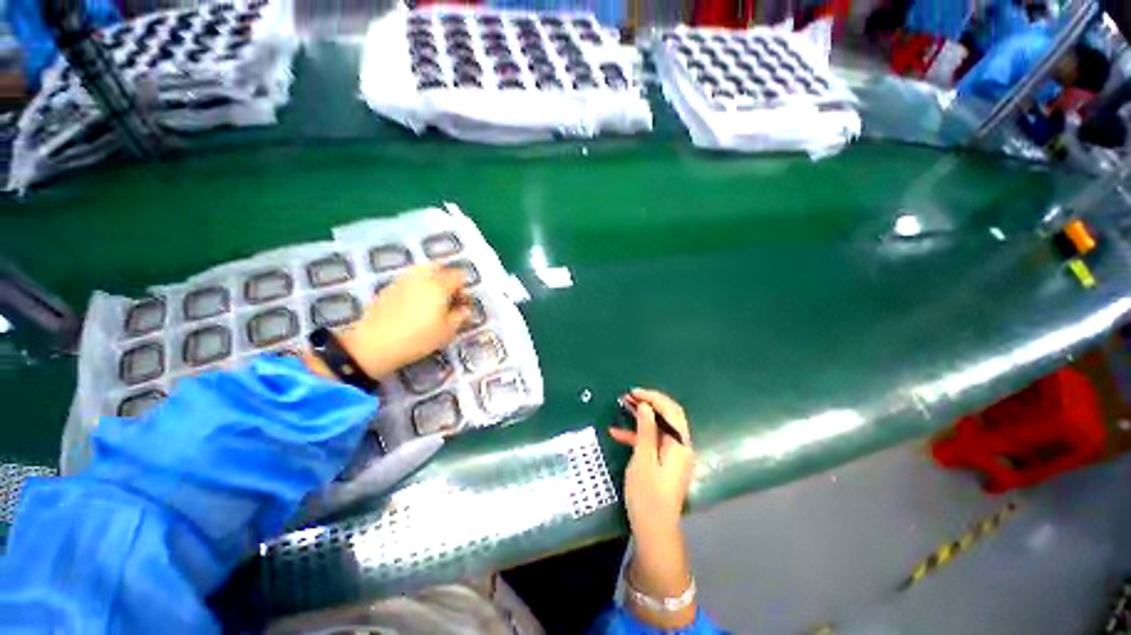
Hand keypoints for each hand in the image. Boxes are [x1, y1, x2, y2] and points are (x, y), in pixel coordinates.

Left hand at [337, 263, 470, 377]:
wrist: (375, 344)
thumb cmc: (418, 338)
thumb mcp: (446, 332)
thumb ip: (459, 317)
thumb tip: (465, 309)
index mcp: (439, 286)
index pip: (458, 276)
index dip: (463, 287)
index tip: (462, 303)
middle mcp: (421, 278)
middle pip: (438, 266)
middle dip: (446, 277)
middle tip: (448, 296)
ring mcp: (402, 281)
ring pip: (421, 270)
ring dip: (430, 279)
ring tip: (431, 298)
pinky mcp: (388, 288)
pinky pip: (408, 279)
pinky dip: (416, 285)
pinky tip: (414, 304)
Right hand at [609, 388, 694, 536]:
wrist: (654, 531)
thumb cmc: (647, 495)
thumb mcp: (643, 459)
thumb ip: (645, 430)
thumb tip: (646, 406)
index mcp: (680, 445)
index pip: (671, 411)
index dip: (653, 397)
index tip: (633, 393)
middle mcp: (681, 447)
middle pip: (668, 416)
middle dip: (649, 403)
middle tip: (629, 397)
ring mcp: (674, 456)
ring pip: (659, 427)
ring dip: (642, 417)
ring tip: (623, 408)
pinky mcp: (666, 463)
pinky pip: (654, 442)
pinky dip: (639, 435)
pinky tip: (618, 434)